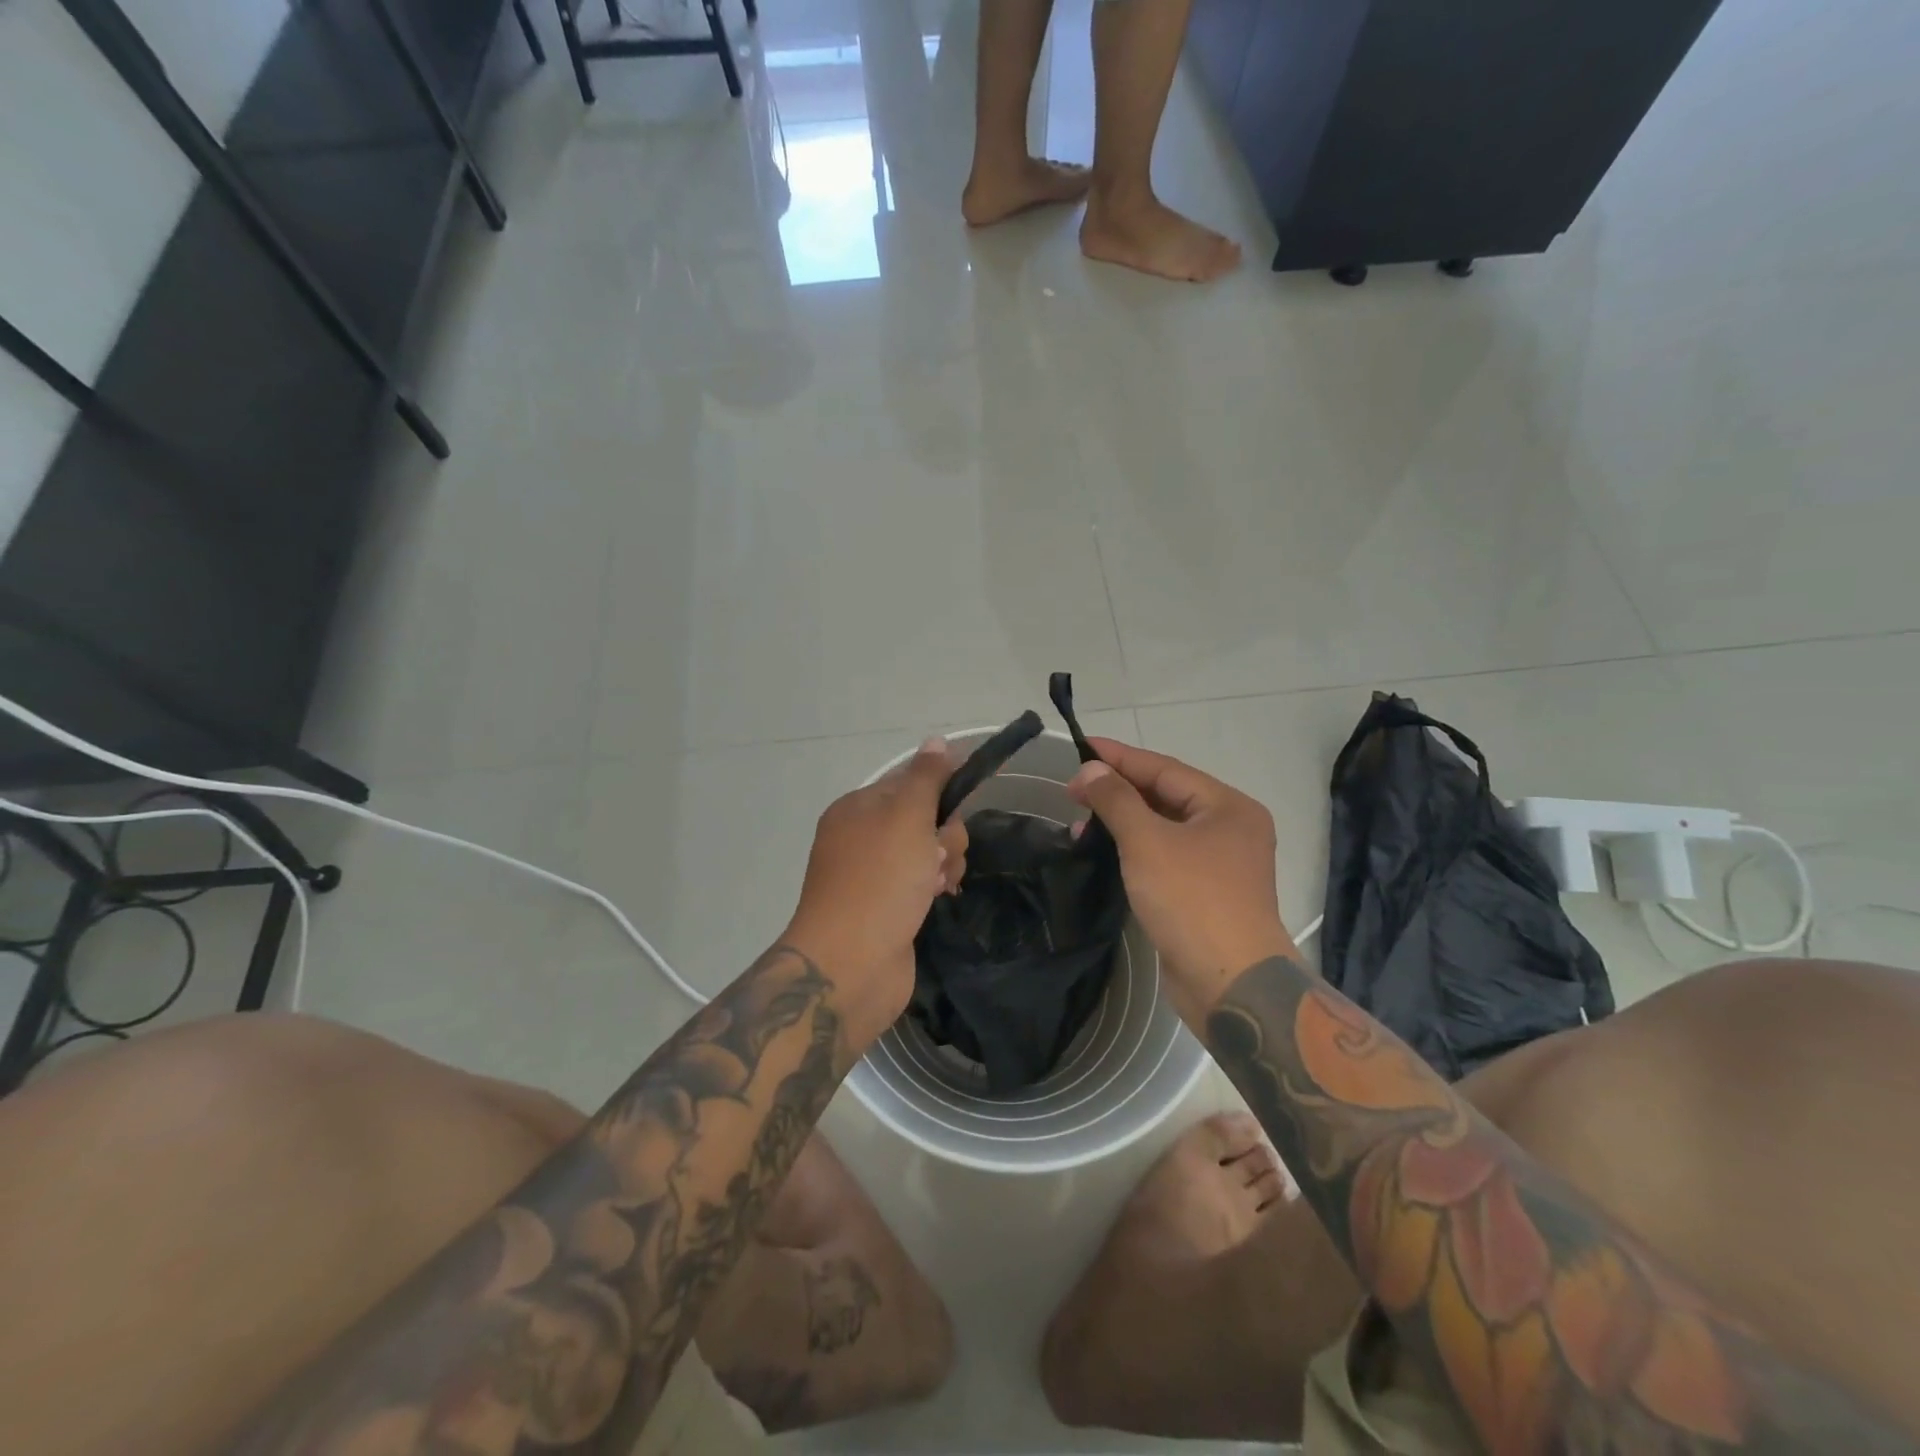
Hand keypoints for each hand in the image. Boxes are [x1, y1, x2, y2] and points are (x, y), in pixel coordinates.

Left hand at [783, 738, 967, 1053]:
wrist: (851, 964)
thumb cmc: (879, 880)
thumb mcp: (906, 817)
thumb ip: (926, 778)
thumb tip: (937, 741)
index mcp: (857, 808)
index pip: (908, 782)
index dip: (939, 791)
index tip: (961, 805)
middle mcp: (861, 838)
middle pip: (923, 818)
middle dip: (943, 835)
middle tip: (937, 856)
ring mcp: (873, 876)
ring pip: (928, 853)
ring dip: (944, 863)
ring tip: (938, 885)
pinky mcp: (887, 909)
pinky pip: (923, 884)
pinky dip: (935, 888)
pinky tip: (938, 900)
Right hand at [1068, 738, 1297, 1023]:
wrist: (1231, 984)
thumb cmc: (1192, 900)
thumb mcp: (1148, 842)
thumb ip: (1117, 799)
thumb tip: (1091, 769)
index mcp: (1227, 807)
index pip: (1165, 768)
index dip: (1120, 757)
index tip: (1081, 745)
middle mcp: (1229, 829)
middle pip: (1164, 796)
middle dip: (1118, 790)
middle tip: (1073, 788)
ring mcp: (1218, 864)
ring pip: (1162, 828)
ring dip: (1121, 821)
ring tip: (1078, 821)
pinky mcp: (1203, 894)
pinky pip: (1163, 857)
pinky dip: (1132, 849)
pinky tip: (1102, 851)